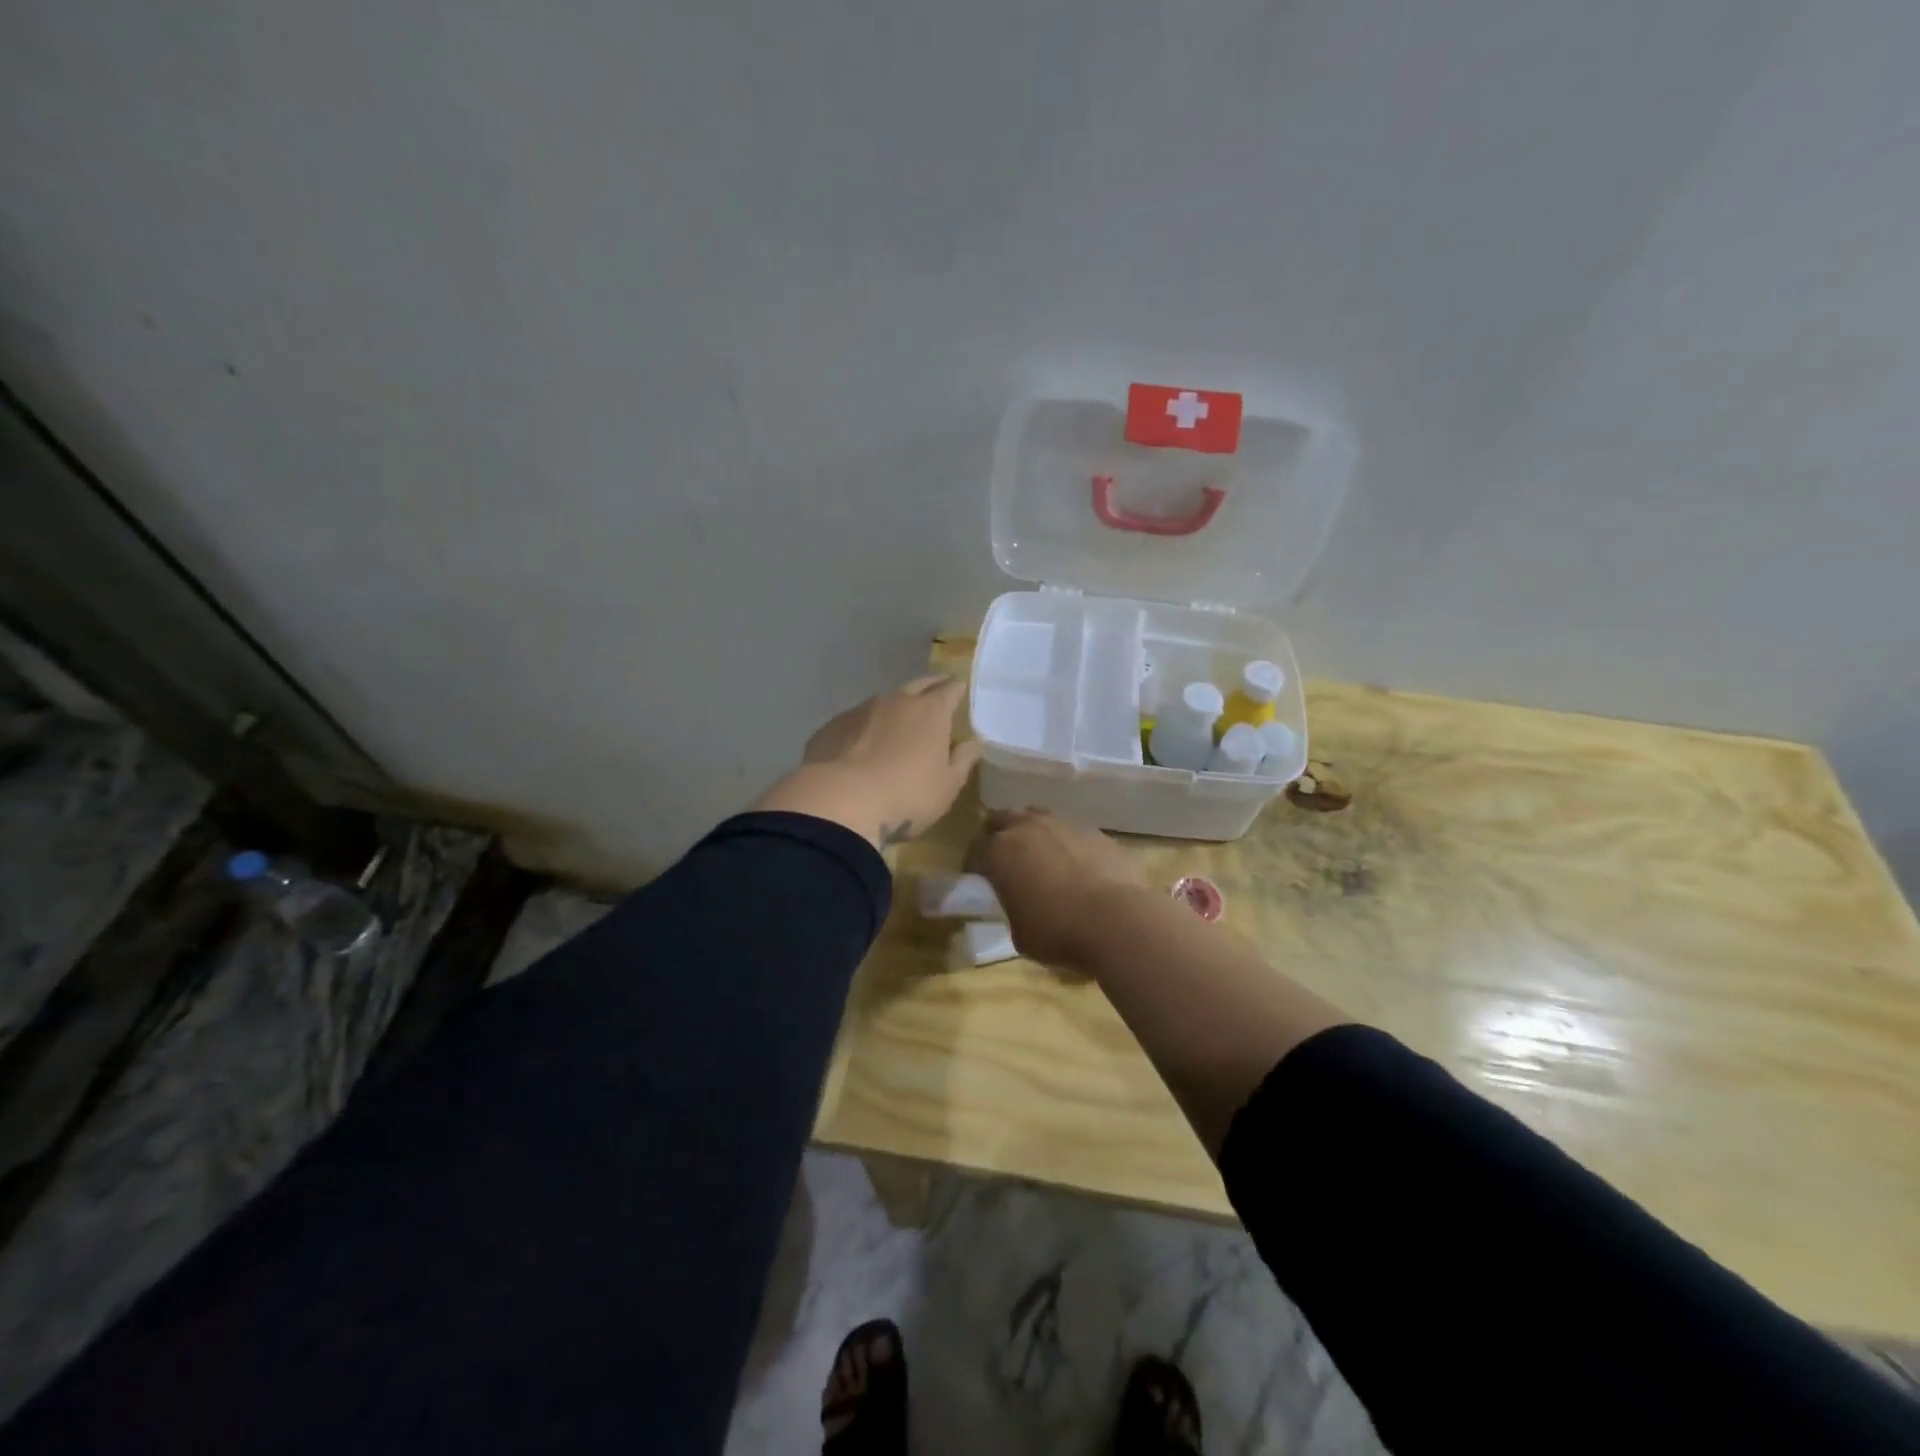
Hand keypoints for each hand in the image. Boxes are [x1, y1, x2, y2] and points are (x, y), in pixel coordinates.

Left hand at [755, 676, 980, 848]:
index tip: (959, 693)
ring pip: (884, 701)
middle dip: (929, 687)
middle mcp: (897, 701)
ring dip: (893, 709)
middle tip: (934, 696)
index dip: (956, 690)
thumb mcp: (947, 786)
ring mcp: (860, 710)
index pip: (950, 689)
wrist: (840, 801)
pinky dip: (863, 728)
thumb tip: (972, 743)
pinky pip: (855, 721)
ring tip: (895, 725)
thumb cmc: (907, 795)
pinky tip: (860, 746)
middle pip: (918, 685)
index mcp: (931, 711)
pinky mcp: (832, 726)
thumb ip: (962, 761)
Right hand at [967, 808, 1145, 966]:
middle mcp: (1027, 827)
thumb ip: (1013, 908)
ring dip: (1032, 832)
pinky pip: (1071, 830)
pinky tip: (1075, 863)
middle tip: (1004, 857)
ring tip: (1039, 855)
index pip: (974, 850)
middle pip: (1002, 819)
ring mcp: (1063, 824)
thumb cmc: (1058, 932)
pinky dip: (1066, 842)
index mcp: (999, 852)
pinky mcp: (1095, 830)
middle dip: (998, 835)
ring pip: (1037, 817)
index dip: (973, 864)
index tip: (977, 878)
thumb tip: (1021, 903)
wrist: (1117, 919)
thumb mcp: (1019, 933)